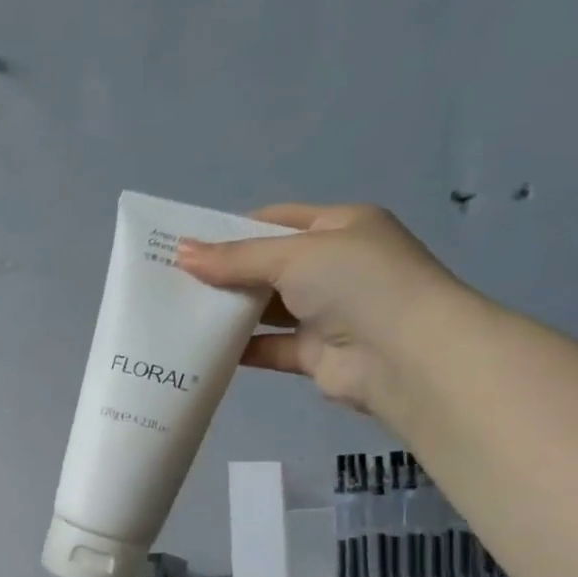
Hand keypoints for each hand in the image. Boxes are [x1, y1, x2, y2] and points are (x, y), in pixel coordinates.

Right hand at [176, 203, 471, 416]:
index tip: (188, 244)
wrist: (404, 356)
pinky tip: (202, 348)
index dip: (232, 229)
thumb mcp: (294, 255)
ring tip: (179, 313)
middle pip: (268, 266)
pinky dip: (239, 348)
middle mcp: (335, 267)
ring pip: (266, 309)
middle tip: (173, 281)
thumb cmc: (356, 284)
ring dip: (229, 311)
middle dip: (225, 272)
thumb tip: (181, 253)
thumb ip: (236, 258)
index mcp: (341, 228)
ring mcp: (326, 312)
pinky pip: (269, 347)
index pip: (277, 220)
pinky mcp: (315, 354)